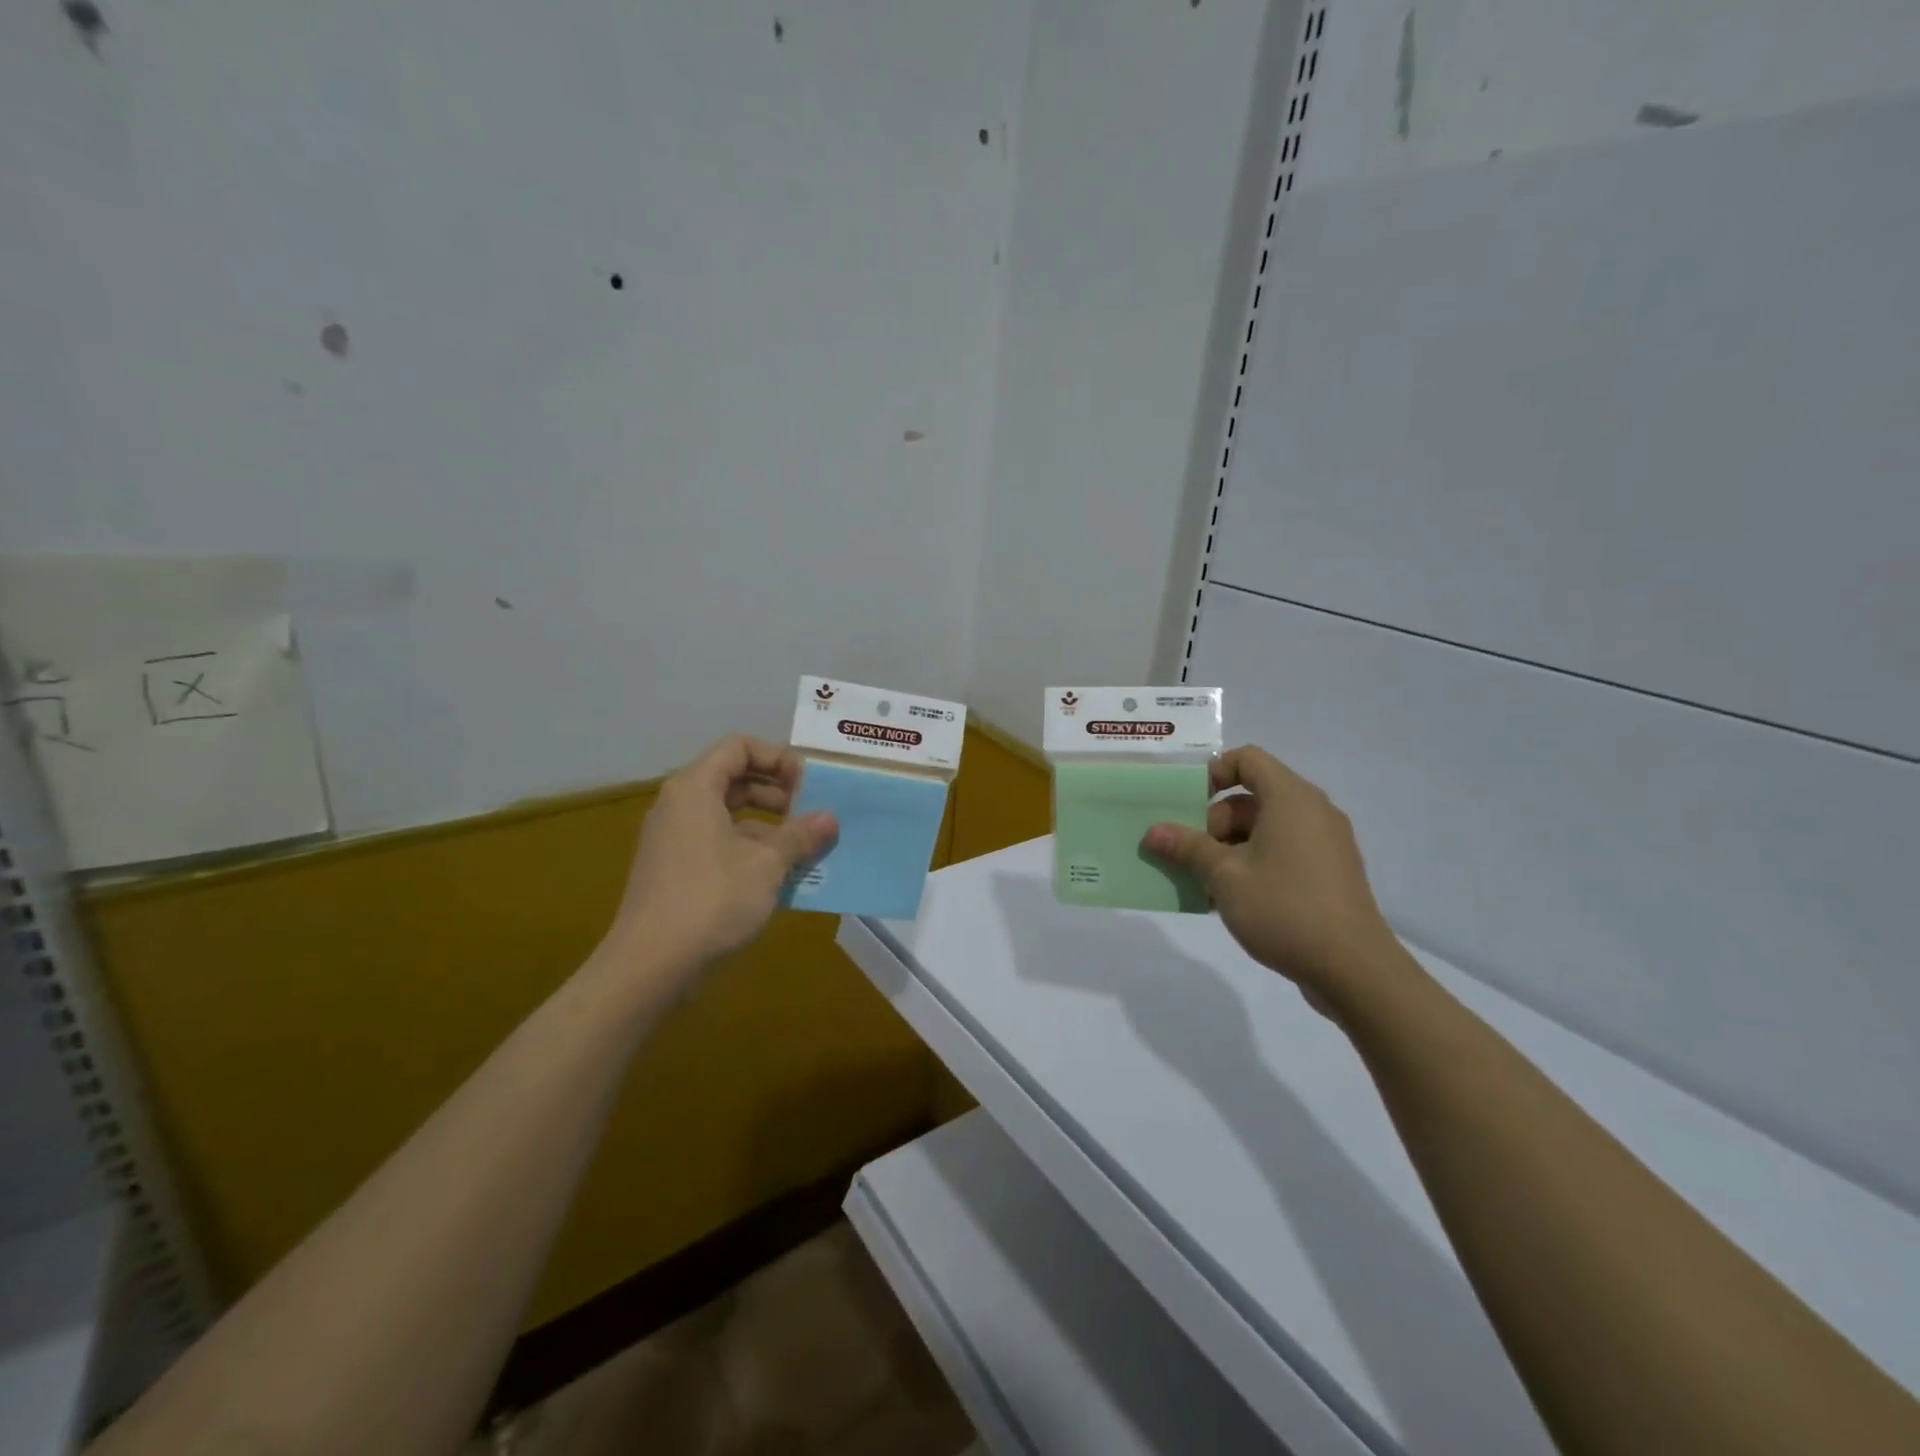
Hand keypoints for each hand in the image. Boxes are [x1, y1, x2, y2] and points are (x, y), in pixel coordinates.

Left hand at [607, 736, 836, 976]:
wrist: (649, 964)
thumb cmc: (711, 900)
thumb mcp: (767, 864)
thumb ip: (800, 835)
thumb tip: (830, 818)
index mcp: (695, 788)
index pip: (739, 747)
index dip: (777, 758)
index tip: (807, 786)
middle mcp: (679, 804)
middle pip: (733, 777)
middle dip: (777, 791)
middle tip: (809, 813)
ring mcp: (673, 838)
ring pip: (727, 813)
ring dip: (767, 824)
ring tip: (801, 848)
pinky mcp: (674, 868)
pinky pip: (717, 841)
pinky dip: (749, 848)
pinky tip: (777, 876)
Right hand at [1142, 746, 1408, 1009]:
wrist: (1354, 969)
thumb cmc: (1285, 908)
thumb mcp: (1225, 876)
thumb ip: (1187, 847)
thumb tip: (1153, 832)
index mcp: (1291, 798)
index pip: (1247, 760)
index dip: (1213, 773)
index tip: (1186, 804)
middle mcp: (1312, 811)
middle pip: (1251, 799)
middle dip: (1212, 823)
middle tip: (1186, 856)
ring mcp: (1324, 843)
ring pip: (1264, 829)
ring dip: (1227, 849)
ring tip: (1201, 883)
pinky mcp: (1328, 873)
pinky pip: (1282, 852)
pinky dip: (1252, 864)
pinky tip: (1229, 899)